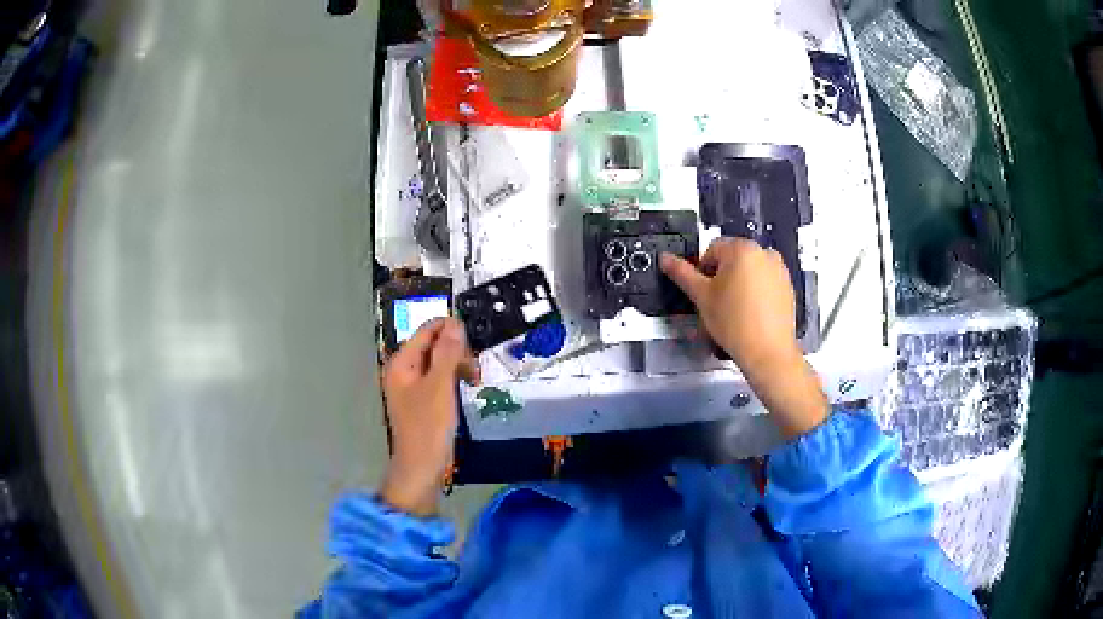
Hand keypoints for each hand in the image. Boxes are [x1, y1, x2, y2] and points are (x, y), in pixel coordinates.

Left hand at [379, 318, 478, 515]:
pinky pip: (439, 378)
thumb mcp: (440, 387)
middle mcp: (403, 369)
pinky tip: (465, 388)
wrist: (421, 467)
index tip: (474, 345)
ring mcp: (412, 385)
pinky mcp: (422, 399)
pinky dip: (453, 379)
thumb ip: (447, 353)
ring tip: (474, 379)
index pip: (428, 330)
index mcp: (401, 362)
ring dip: (458, 365)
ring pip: (439, 361)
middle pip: (433, 344)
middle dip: (457, 350)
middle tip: (474, 369)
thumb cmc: (428, 427)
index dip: (451, 330)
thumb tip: (455, 323)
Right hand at [660, 238, 827, 437]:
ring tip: (734, 311)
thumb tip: (665, 258)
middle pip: (732, 259)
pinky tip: (750, 315)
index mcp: (742, 249)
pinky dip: (756, 293)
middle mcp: (764, 253)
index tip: (704, 293)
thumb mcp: (701, 297)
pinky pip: (765, 283)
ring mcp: (779, 270)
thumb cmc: (734, 323)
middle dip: (722, 277)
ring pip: (749, 271)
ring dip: (739, 284)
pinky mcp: (788, 287)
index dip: (703, 271)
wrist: (768, 352)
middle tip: (717, 304)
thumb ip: (682, 274)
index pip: (712, 250)